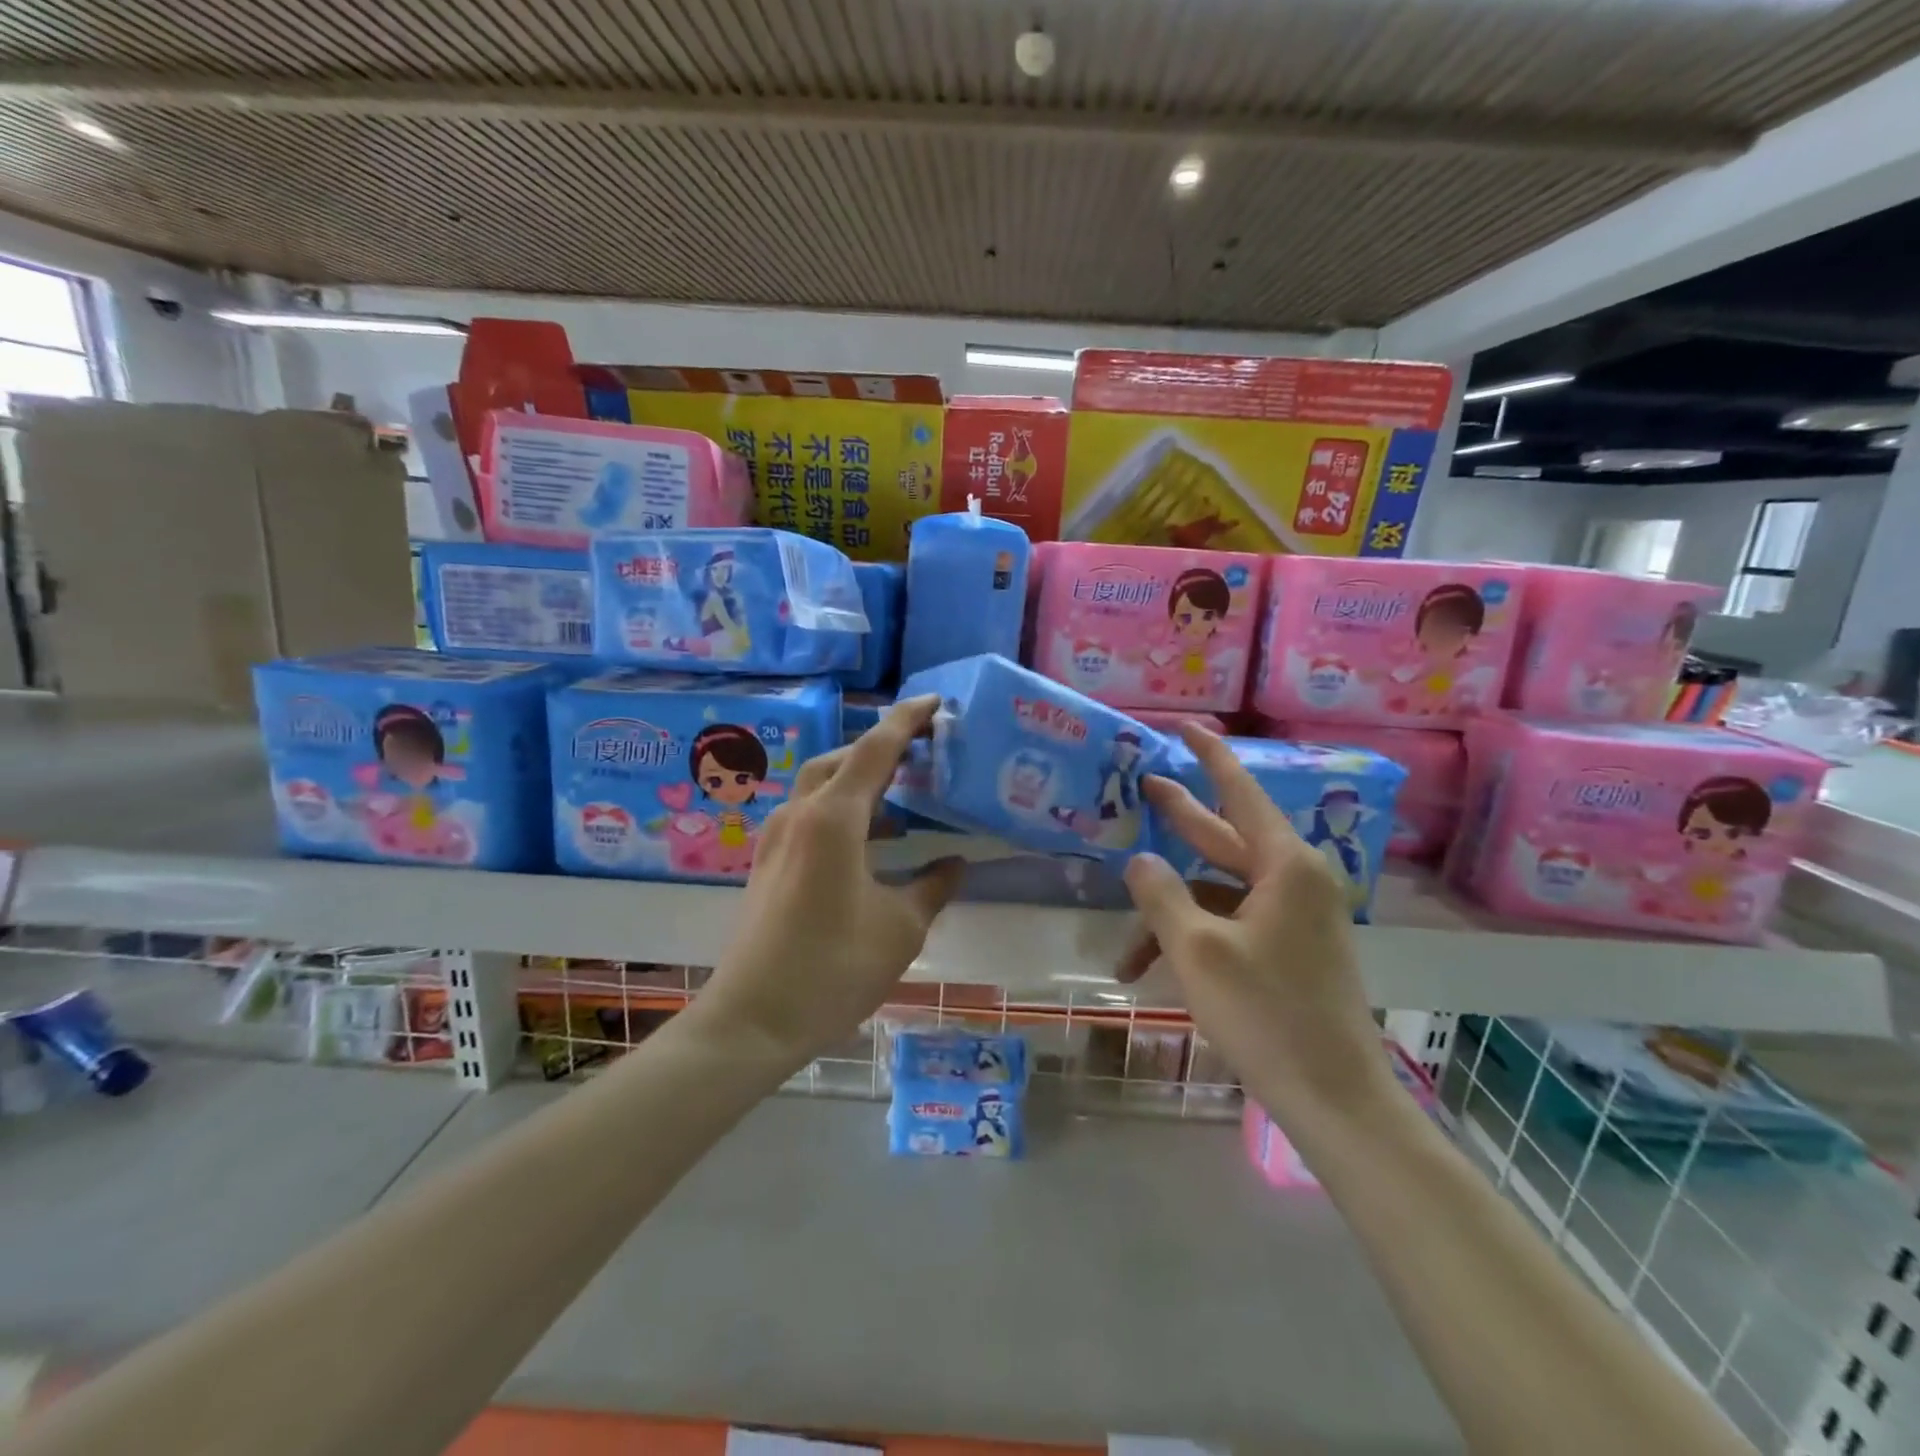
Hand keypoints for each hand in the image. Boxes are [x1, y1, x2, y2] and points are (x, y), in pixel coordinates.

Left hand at [694, 696, 964, 1063]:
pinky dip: (842, 812)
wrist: (753, 1019)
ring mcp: (776, 839)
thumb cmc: (833, 968)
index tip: (934, 702)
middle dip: (881, 749)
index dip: (907, 721)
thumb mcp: (900, 928)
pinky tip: (869, 844)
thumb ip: (933, 887)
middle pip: (841, 760)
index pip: (875, 750)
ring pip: (821, 787)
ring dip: (859, 782)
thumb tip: (955, 864)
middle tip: (922, 754)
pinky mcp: (768, 863)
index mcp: (833, 819)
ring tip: (902, 799)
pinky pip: (809, 816)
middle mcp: (799, 815)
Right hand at [1117, 725, 1393, 1121]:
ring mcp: (1293, 918)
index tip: (1185, 726)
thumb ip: (1161, 895)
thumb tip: (1139, 860)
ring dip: (1171, 916)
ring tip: (1124, 951)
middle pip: (1225, 837)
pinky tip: (1155, 972)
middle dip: (1180, 817)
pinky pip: (1230, 926)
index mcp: (1286, 866)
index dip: (1210, 755)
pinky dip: (1193, 940)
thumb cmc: (1267, 1014)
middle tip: (1142, 783)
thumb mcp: (1197, 949)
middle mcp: (1294, 880)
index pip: (1240, 791)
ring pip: (1218, 895)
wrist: (1335, 1100)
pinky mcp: (1288, 949)